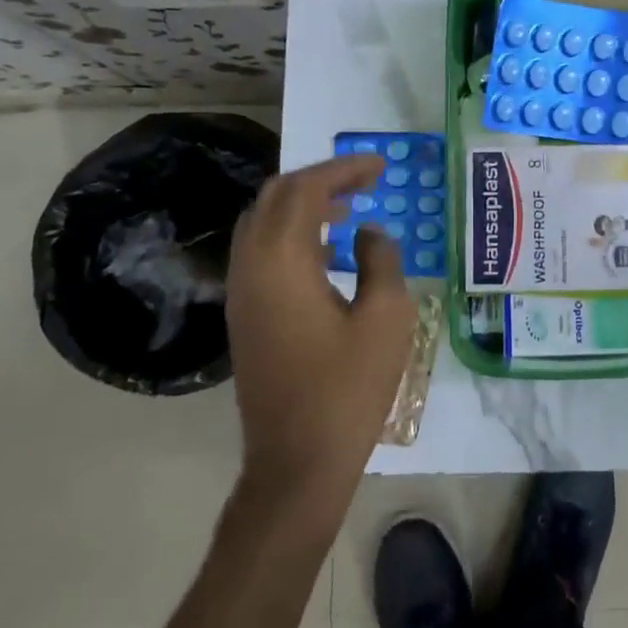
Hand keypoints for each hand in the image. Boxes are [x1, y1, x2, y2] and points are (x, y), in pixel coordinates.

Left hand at [225, 154, 417, 509]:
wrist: (297, 462)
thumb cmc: (348, 389)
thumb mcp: (386, 318)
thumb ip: (381, 259)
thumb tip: (367, 232)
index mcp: (282, 260)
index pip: (306, 189)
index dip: (345, 169)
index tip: (381, 166)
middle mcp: (250, 266)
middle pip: (276, 197)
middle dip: (320, 180)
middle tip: (364, 181)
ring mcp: (241, 292)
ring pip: (264, 223)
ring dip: (304, 206)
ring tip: (350, 210)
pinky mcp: (244, 315)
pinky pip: (262, 253)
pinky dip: (293, 235)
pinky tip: (329, 254)